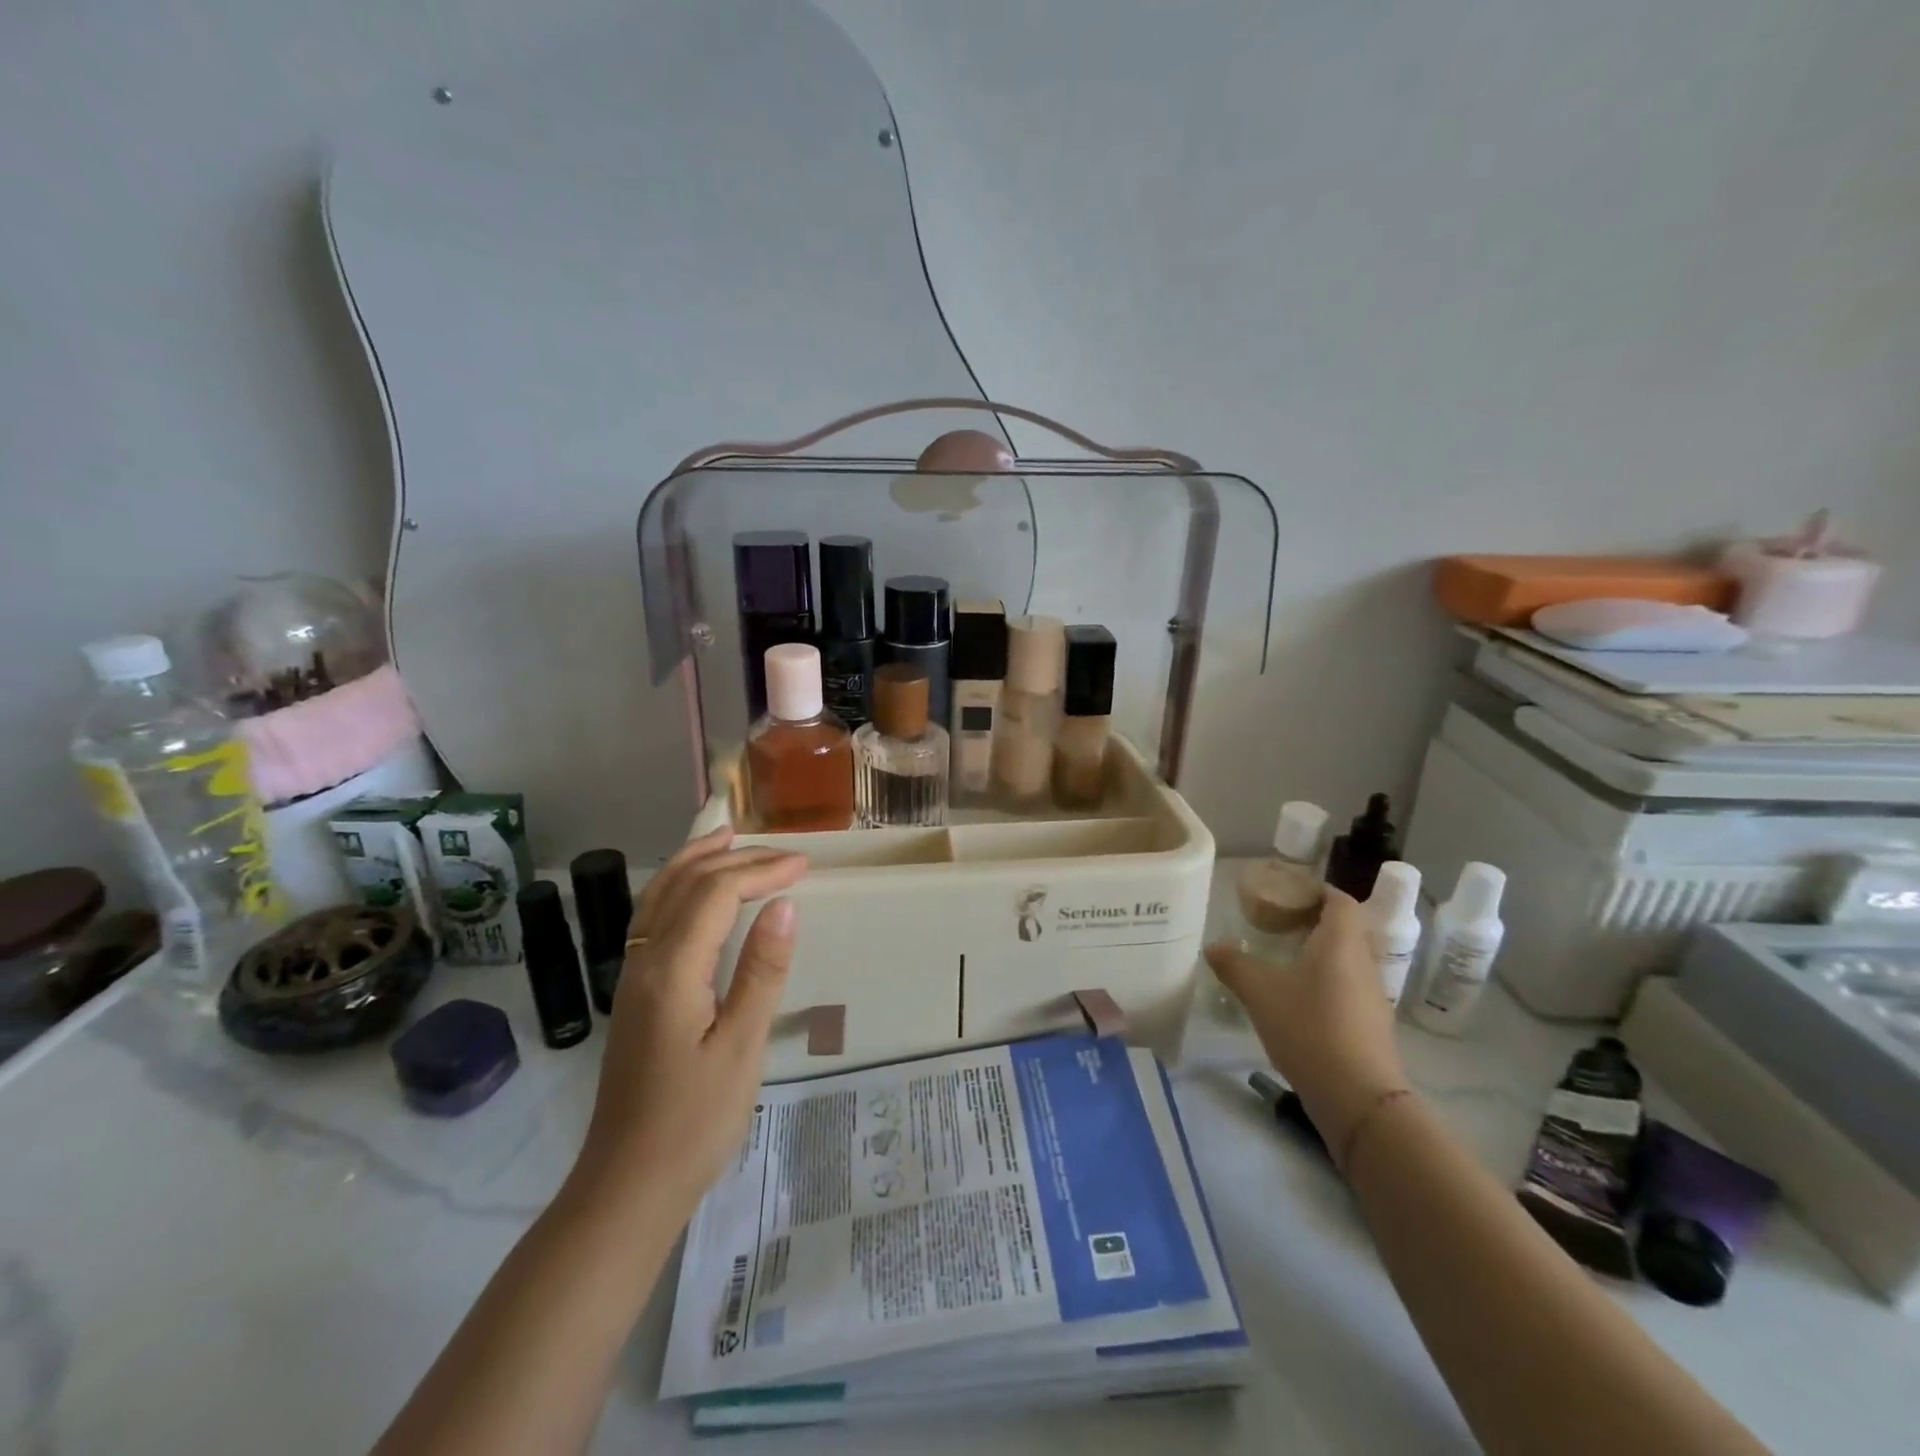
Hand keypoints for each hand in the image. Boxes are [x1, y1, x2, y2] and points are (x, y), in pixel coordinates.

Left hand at [571, 828, 807, 1214]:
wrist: (628, 1185)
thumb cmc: (694, 1121)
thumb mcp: (741, 1047)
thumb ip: (762, 971)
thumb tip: (785, 905)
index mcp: (671, 971)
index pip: (716, 894)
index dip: (760, 870)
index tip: (805, 866)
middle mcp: (643, 961)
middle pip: (684, 884)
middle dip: (735, 858)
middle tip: (784, 854)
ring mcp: (633, 976)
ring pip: (659, 896)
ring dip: (696, 861)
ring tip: (728, 837)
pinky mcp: (636, 994)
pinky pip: (654, 918)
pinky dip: (679, 887)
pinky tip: (697, 894)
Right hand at [1206, 887, 1410, 1154]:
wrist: (1358, 1097)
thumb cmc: (1309, 1028)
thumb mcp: (1260, 991)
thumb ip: (1234, 964)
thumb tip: (1213, 946)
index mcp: (1341, 942)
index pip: (1338, 899)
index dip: (1314, 890)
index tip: (1284, 892)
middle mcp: (1363, 961)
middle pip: (1344, 928)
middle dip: (1312, 920)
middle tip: (1275, 923)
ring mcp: (1372, 995)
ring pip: (1346, 958)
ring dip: (1318, 952)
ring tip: (1281, 958)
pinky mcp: (1371, 1024)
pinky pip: (1347, 986)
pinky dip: (1325, 980)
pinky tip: (1297, 997)